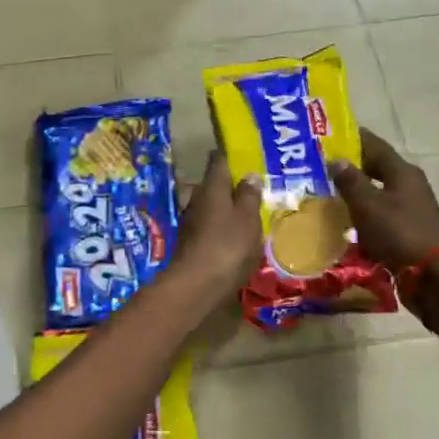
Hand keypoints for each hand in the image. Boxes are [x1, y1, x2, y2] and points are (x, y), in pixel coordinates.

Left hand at [171, 153, 263, 302]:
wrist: (197, 285)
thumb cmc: (227, 245)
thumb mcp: (247, 218)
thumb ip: (248, 196)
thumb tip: (248, 175)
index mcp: (212, 187)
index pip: (217, 162)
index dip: (227, 156)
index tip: (238, 153)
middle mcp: (197, 199)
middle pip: (211, 185)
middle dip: (226, 185)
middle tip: (247, 187)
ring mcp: (190, 222)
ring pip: (207, 206)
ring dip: (221, 208)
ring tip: (241, 213)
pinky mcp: (189, 243)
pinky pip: (206, 226)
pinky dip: (217, 227)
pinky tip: (230, 236)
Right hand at [330, 130, 438, 277]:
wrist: (433, 277)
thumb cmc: (399, 233)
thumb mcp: (368, 205)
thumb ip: (350, 181)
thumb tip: (336, 159)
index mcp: (402, 172)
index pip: (375, 145)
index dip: (353, 138)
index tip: (329, 135)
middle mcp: (410, 185)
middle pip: (378, 168)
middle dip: (352, 166)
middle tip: (323, 166)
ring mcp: (412, 208)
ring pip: (380, 192)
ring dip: (358, 192)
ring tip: (330, 194)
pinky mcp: (410, 230)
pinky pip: (383, 214)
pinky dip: (366, 214)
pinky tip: (347, 222)